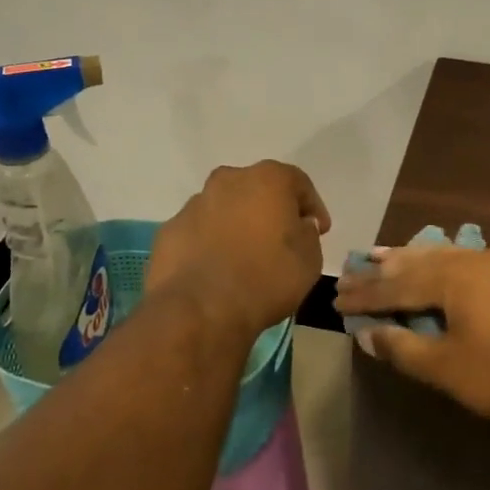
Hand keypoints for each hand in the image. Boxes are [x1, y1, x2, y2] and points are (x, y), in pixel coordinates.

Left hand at [147, 161, 329, 337]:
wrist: (201, 310)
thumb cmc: (267, 277)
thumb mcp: (310, 258)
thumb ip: (307, 233)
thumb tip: (298, 225)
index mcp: (268, 179)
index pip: (298, 183)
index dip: (312, 206)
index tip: (319, 230)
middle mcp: (229, 180)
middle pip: (257, 189)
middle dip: (271, 210)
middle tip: (282, 239)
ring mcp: (194, 205)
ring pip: (225, 208)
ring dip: (238, 225)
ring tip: (246, 258)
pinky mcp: (169, 231)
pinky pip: (200, 232)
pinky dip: (211, 244)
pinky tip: (218, 271)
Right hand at [336, 243, 489, 423]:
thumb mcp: (447, 368)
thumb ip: (403, 348)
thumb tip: (367, 333)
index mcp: (452, 277)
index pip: (397, 285)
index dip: (366, 293)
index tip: (337, 296)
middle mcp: (471, 259)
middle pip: (417, 262)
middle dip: (384, 269)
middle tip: (354, 266)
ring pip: (442, 254)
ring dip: (411, 258)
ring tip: (384, 254)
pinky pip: (464, 259)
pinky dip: (440, 262)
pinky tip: (435, 261)